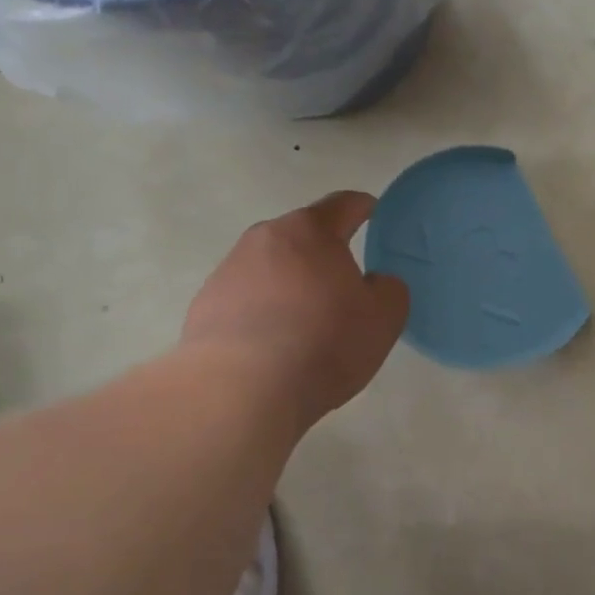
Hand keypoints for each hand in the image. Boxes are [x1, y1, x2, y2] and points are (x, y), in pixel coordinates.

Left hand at [183, 192, 409, 429]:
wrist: (241, 389)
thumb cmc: (324, 342)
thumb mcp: (384, 317)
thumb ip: (388, 288)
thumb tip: (372, 282)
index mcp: (311, 232)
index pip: (343, 205)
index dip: (363, 207)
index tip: (373, 213)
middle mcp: (264, 239)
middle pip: (302, 236)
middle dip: (324, 253)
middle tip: (344, 284)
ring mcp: (228, 270)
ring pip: (271, 268)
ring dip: (291, 284)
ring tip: (307, 323)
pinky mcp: (206, 305)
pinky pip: (246, 299)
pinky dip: (264, 312)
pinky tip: (275, 346)